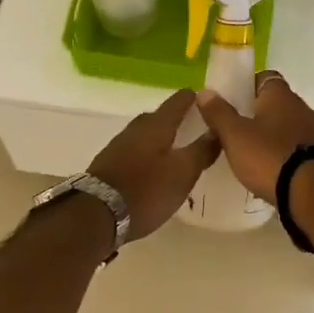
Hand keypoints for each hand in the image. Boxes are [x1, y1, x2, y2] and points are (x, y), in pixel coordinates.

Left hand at [86, 90, 220, 240]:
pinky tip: (153, 168)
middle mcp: (135, 130)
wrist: (96, 214)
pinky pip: (134, 151)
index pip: (177, 102)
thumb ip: (201, 151)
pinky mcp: (108, 165)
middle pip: (158, 117)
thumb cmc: (146, 190)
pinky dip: (147, 154)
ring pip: (145, 135)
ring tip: (176, 149)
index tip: (206, 99)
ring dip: (160, 138)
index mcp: (156, 126)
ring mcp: (118, 146)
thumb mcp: (183, 173)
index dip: (193, 98)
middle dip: (175, 118)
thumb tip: (217, 130)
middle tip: (193, 126)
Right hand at [192, 71, 313, 200]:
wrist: (312, 193)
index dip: (247, 86)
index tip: (231, 100)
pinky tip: (269, 169)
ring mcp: (313, 133)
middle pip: (276, 103)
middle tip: (235, 128)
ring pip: (286, 126)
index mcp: (280, 95)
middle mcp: (300, 108)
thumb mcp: (235, 135)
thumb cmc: (268, 156)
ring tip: (249, 151)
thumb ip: (219, 113)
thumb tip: (204, 91)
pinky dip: (282, 154)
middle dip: (257, 113)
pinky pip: (295, 148)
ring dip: (271, 135)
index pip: (264, 77)